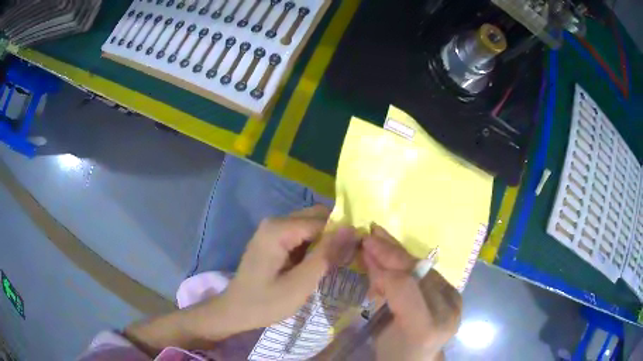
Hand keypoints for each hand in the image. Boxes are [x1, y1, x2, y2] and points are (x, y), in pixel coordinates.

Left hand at [218, 205, 357, 332]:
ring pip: (311, 226)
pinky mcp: (273, 240)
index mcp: (279, 229)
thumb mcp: (300, 284)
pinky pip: (301, 235)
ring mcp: (272, 230)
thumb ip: (326, 255)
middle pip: (316, 218)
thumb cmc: (265, 303)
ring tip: (337, 262)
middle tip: (349, 258)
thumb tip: (351, 229)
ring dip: (326, 241)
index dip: (343, 234)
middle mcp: (275, 222)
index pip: (323, 221)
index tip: (359, 252)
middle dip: (335, 235)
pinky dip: (314, 246)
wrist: (235, 311)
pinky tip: (320, 263)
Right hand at [363, 224, 461, 360]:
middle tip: (370, 234)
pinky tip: (394, 252)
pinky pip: (428, 272)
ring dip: (399, 252)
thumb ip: (378, 295)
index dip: (383, 267)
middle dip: (391, 252)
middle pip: (417, 273)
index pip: (405, 287)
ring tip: (379, 236)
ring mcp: (454, 301)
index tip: (363, 249)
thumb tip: (371, 260)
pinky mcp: (455, 294)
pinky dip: (409, 262)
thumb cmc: (394, 350)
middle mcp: (447, 311)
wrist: (418, 358)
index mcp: (425, 327)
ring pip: (423, 269)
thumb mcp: (378, 329)